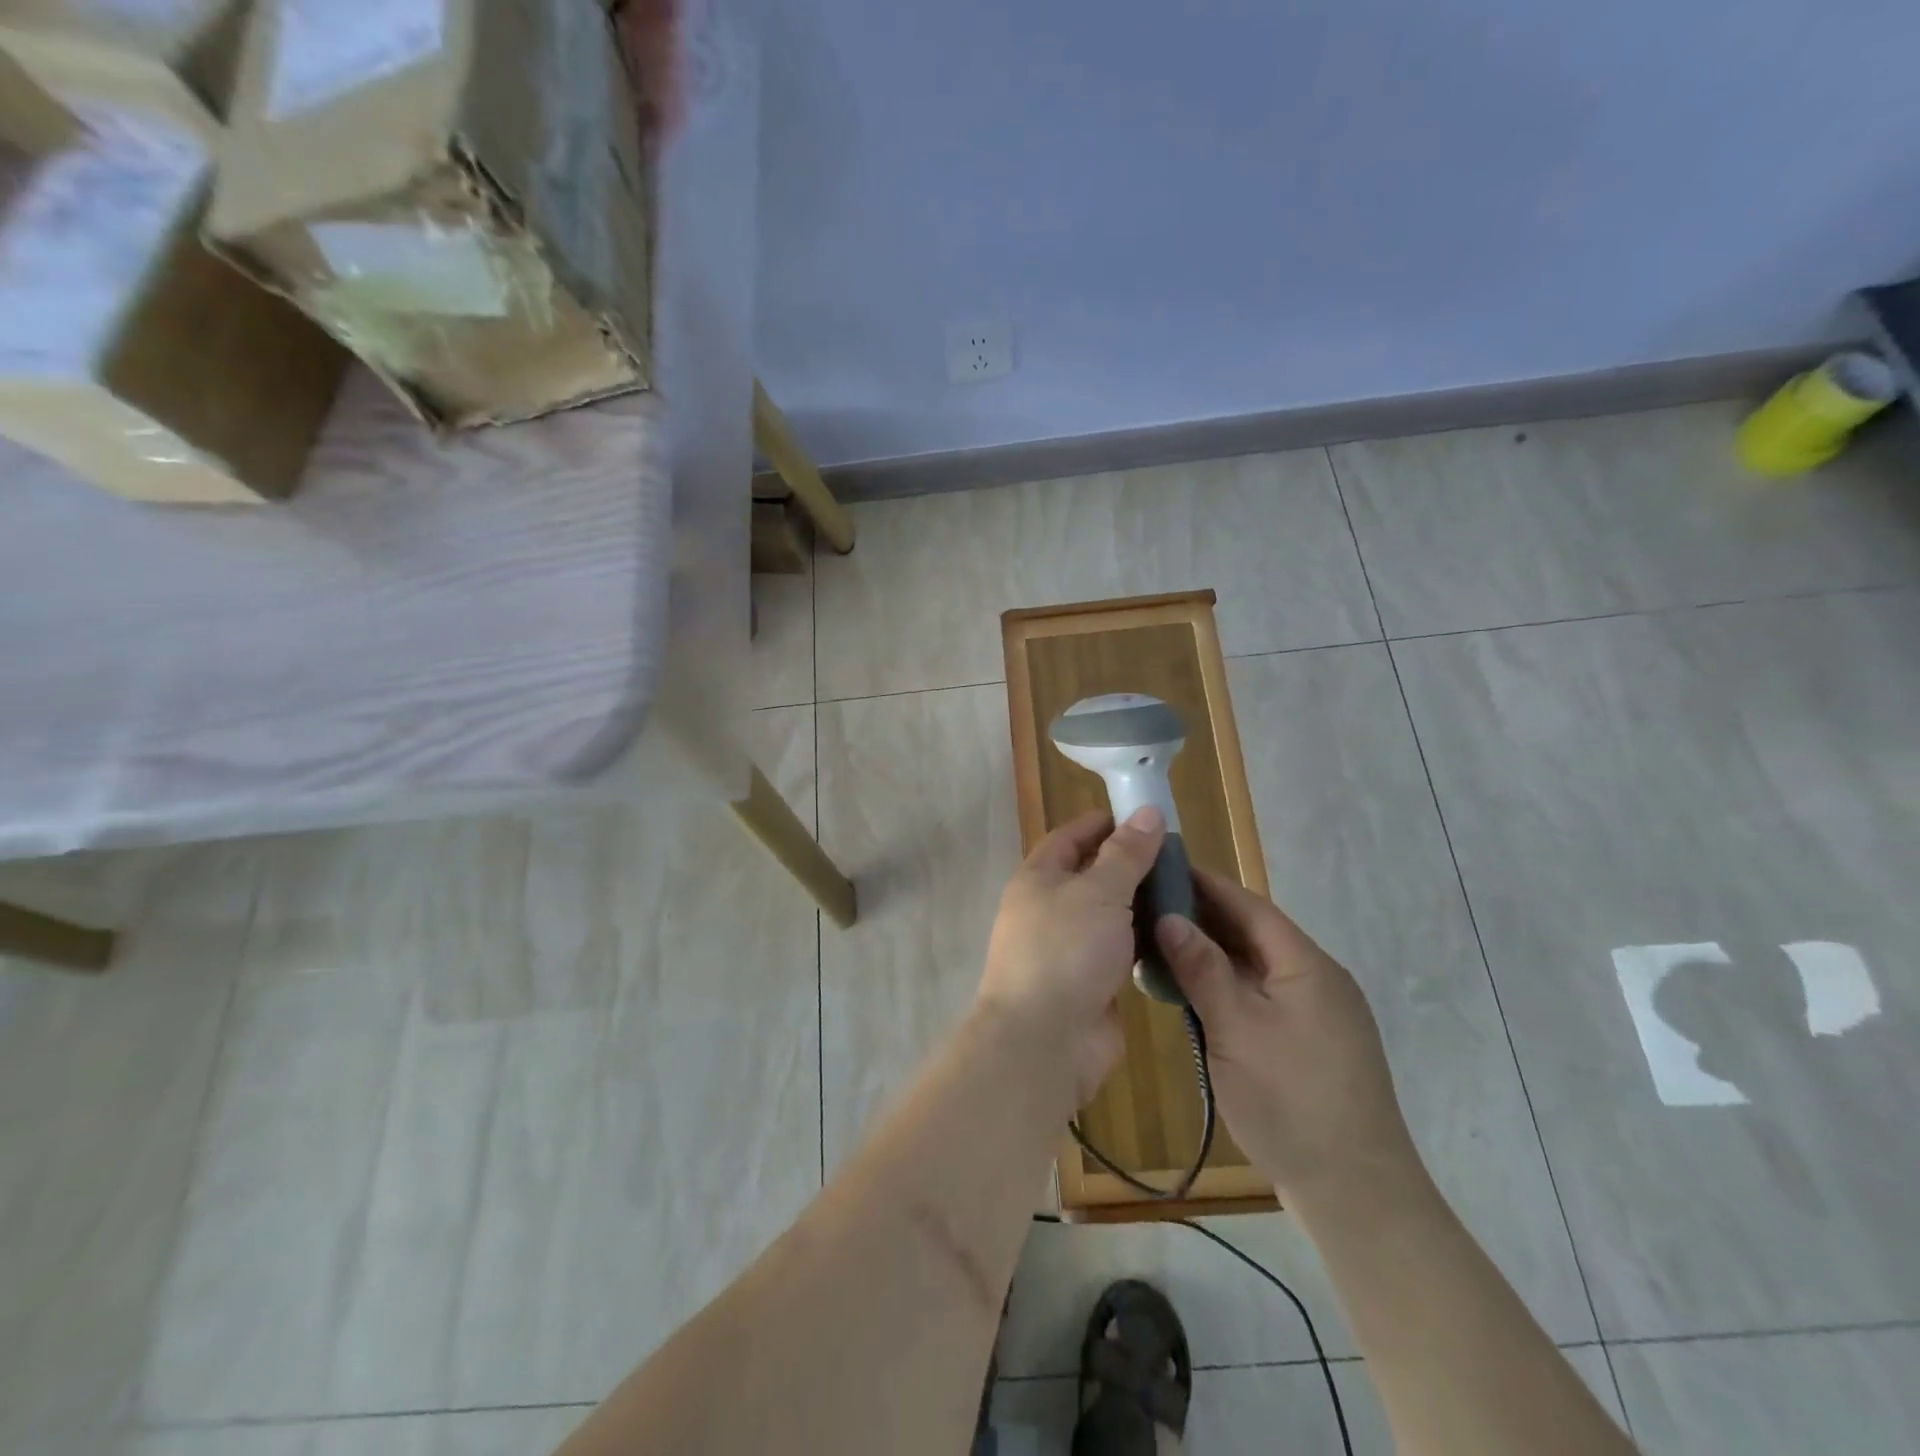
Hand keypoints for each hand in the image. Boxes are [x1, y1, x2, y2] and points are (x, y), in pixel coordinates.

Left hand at [977, 807, 1165, 1103]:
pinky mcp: (1090, 982)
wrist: (1045, 1041)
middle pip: (1092, 876)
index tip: (1146, 819)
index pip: (1070, 837)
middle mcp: (1049, 909)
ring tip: (1188, 893)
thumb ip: (1126, 854)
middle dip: (1131, 866)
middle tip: (1179, 859)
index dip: (1105, 824)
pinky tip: (1178, 935)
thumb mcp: (1100, 892)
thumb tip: (1147, 812)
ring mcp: (1069, 948)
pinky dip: (1144, 942)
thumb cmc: (1066, 951)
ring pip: (1109, 916)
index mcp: (1039, 878)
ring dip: (1142, 905)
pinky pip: (1120, 951)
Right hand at [1155, 868, 1418, 1202]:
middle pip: (1253, 933)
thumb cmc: (1291, 1101)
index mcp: (1305, 965)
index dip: (1205, 884)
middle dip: (1203, 917)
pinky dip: (1226, 987)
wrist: (1356, 1193)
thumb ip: (1202, 970)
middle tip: (1149, 907)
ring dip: (1212, 954)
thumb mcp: (1236, 1029)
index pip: (1249, 906)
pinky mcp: (1309, 1043)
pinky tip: (1194, 994)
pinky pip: (1261, 996)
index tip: (1162, 867)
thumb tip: (1168, 917)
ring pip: (1256, 967)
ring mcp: (1316, 1014)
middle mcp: (1316, 979)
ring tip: (1161, 946)